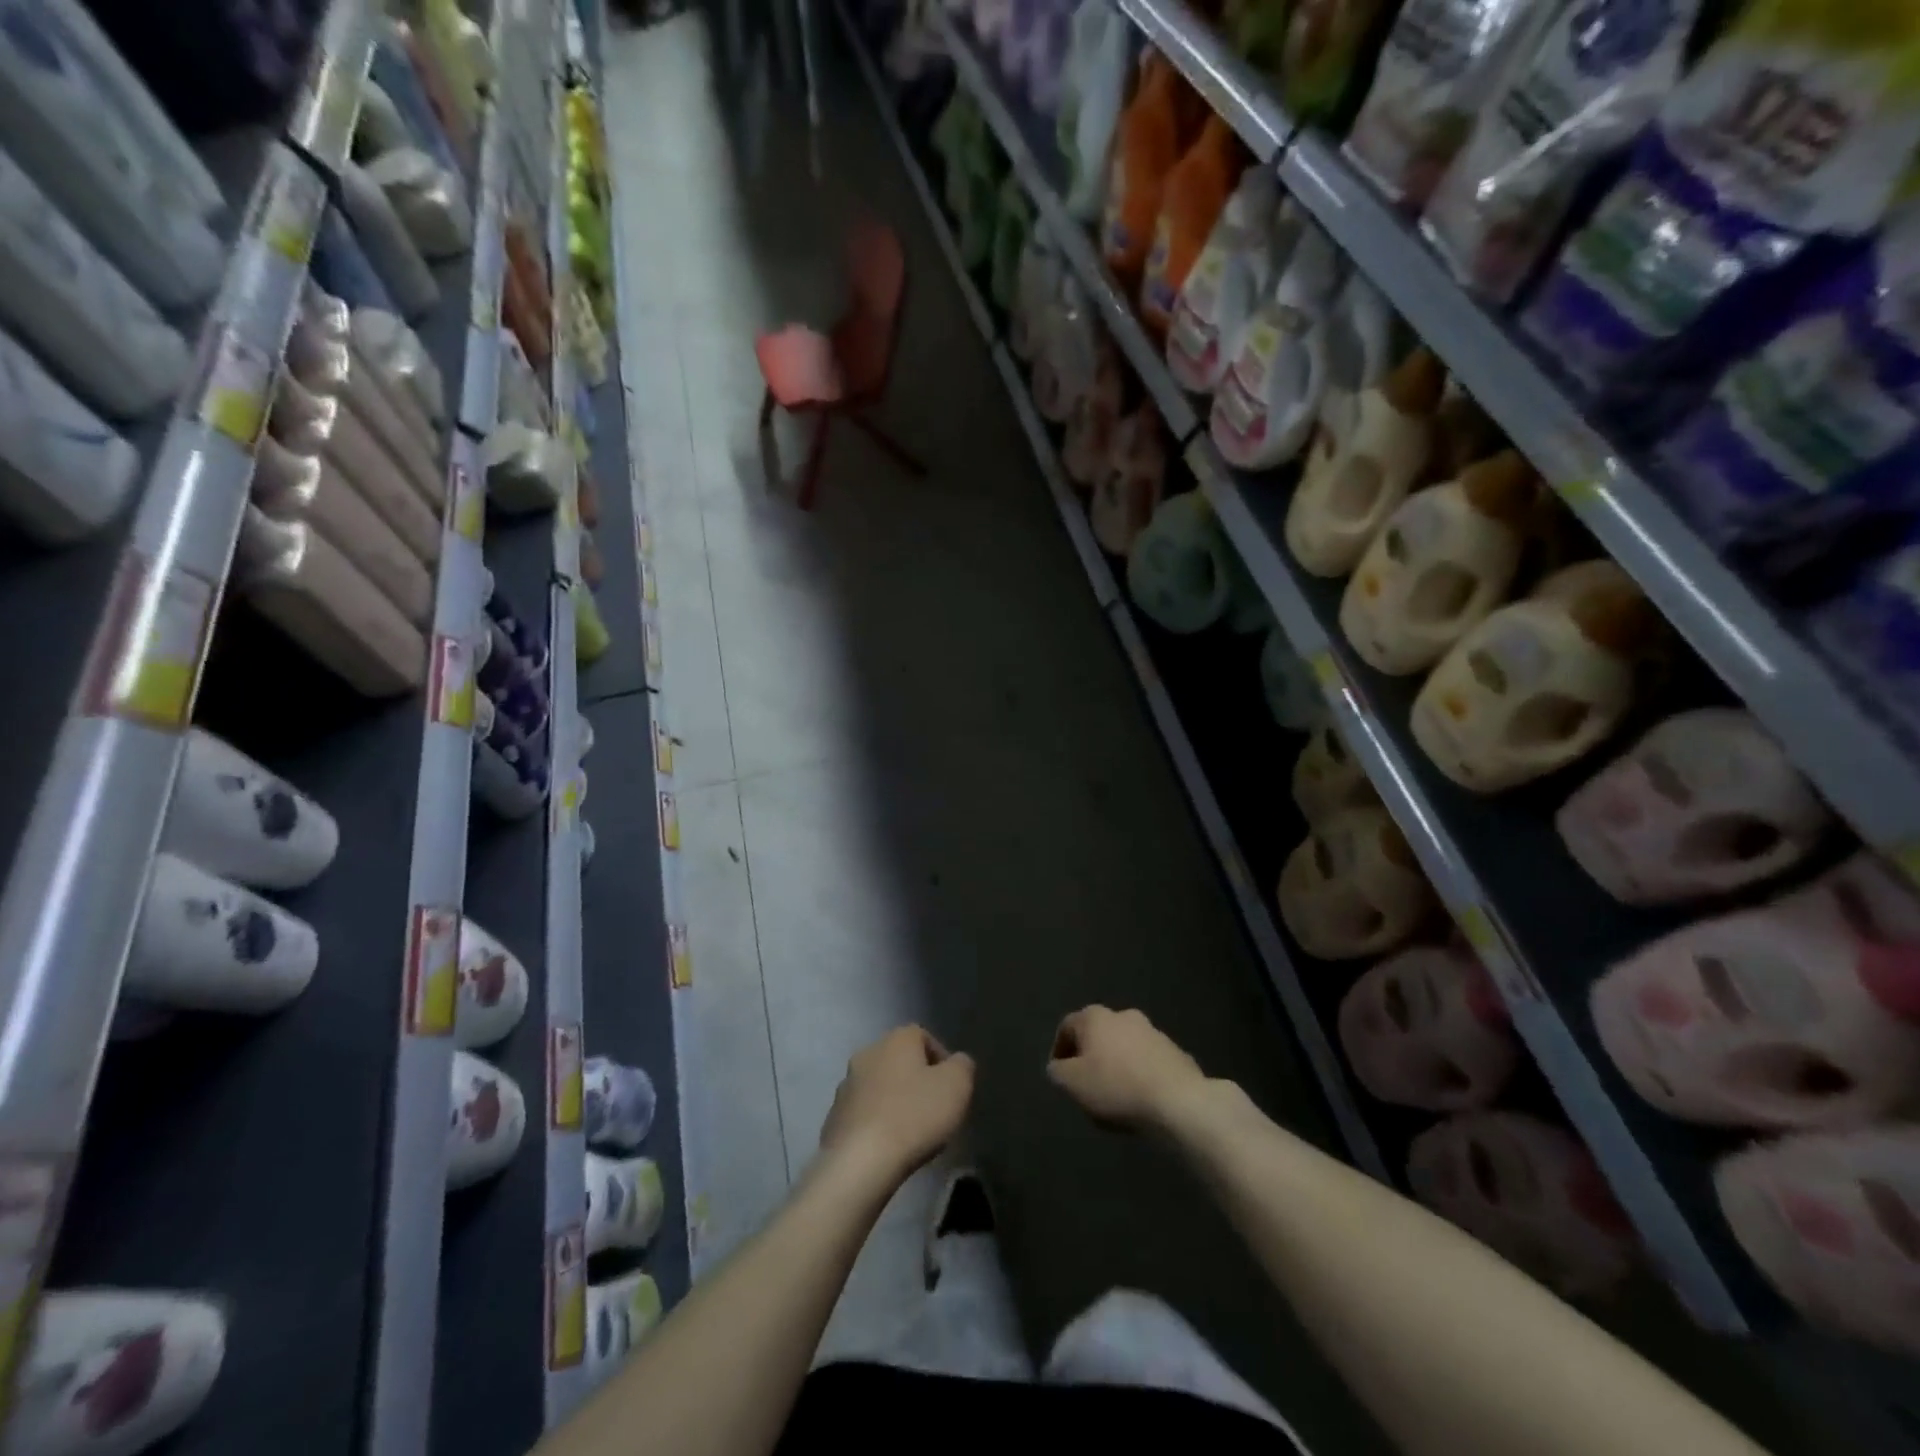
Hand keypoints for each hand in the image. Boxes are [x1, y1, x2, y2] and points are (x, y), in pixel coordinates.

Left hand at [819, 1026, 974, 1186]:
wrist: (861, 1162)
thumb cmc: (915, 1115)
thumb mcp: (957, 1085)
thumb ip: (963, 1065)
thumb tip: (957, 1062)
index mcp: (896, 1039)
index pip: (923, 1036)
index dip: (942, 1060)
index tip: (952, 1089)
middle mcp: (867, 1053)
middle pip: (900, 1061)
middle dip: (917, 1081)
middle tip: (934, 1110)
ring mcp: (846, 1085)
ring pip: (880, 1087)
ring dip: (895, 1101)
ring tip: (912, 1132)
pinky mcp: (833, 1117)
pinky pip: (863, 1114)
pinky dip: (877, 1124)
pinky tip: (888, 1147)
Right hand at [1047, 1006, 1208, 1132]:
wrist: (1178, 1101)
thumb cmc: (1116, 1087)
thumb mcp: (1072, 1084)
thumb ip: (1057, 1072)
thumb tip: (1058, 1067)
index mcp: (1095, 1017)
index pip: (1067, 1027)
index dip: (1059, 1051)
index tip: (1060, 1076)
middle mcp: (1123, 1015)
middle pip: (1097, 1036)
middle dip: (1090, 1058)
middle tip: (1086, 1086)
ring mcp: (1153, 1032)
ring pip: (1124, 1048)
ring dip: (1116, 1065)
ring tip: (1115, 1097)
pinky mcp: (1175, 1052)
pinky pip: (1148, 1062)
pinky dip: (1140, 1075)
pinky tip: (1140, 1100)